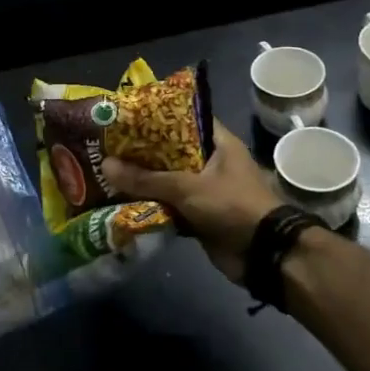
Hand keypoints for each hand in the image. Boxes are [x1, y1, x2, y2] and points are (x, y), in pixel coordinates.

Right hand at [102, 121, 279, 280]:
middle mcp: (211, 163)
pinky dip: (150, 205)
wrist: (264, 254)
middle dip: (142, 151)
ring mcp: (205, 190)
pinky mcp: (198, 215)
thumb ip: (146, 179)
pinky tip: (121, 200)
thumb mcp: (187, 187)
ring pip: (167, 180)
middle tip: (108, 145)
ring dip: (143, 180)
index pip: (185, 119)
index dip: (157, 116)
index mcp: (218, 144)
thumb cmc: (232, 206)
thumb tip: (106, 165)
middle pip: (170, 151)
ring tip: (107, 170)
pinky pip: (169, 205)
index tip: (127, 116)